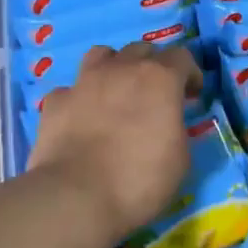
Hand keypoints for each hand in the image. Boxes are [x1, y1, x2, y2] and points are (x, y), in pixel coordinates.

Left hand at [30, 43, 199, 240]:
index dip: (189, 73)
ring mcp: (85, 81)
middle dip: (152, 66)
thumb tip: (168, 124)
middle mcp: (122, 69)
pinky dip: (79, 99)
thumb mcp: (181, 159)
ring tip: (116, 92)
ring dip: (114, 68)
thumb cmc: (139, 180)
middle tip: (155, 94)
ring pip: (102, 55)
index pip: (182, 56)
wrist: (76, 197)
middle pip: (141, 50)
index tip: (191, 94)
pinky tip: (81, 118)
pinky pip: (71, 90)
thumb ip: (176, 128)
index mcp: (159, 79)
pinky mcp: (56, 101)